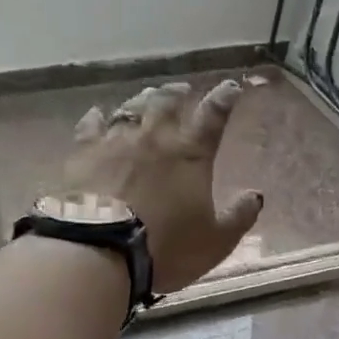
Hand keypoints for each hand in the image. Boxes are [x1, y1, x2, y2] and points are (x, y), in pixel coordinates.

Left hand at [68, 80, 264, 292]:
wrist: (100, 252)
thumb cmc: (165, 248)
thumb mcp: (215, 241)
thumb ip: (239, 217)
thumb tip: (256, 196)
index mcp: (190, 154)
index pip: (213, 116)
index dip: (224, 98)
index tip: (231, 87)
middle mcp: (154, 137)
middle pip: (167, 101)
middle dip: (177, 92)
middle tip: (182, 89)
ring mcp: (115, 142)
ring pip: (131, 108)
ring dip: (142, 100)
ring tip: (147, 98)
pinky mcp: (83, 153)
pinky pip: (90, 125)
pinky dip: (96, 117)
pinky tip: (97, 114)